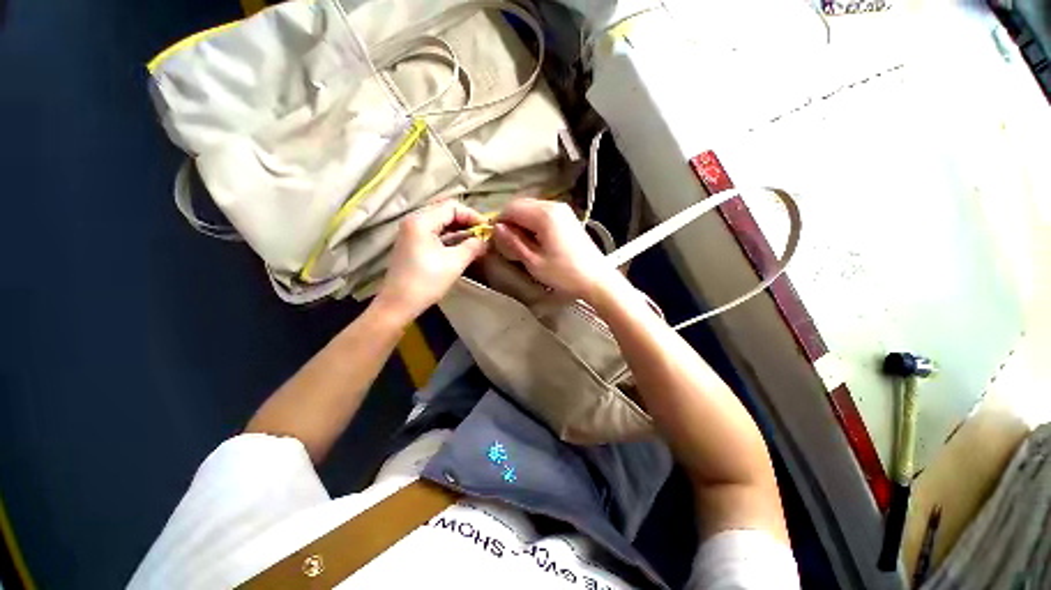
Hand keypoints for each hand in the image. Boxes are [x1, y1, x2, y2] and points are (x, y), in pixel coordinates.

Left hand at [375, 200, 488, 322]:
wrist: (399, 304)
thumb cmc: (426, 282)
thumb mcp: (454, 263)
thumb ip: (473, 247)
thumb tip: (487, 240)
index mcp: (421, 221)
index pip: (452, 207)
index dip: (472, 215)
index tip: (487, 229)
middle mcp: (414, 221)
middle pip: (445, 212)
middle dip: (467, 222)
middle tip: (483, 234)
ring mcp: (411, 233)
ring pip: (440, 223)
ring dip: (459, 230)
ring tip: (476, 241)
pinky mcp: (412, 244)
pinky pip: (435, 233)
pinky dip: (450, 237)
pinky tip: (462, 246)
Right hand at [493, 198, 620, 301]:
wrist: (596, 279)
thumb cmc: (565, 273)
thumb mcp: (534, 261)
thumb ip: (513, 242)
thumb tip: (497, 229)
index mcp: (545, 214)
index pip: (511, 208)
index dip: (499, 222)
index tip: (496, 239)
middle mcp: (554, 206)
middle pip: (522, 205)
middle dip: (511, 222)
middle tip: (508, 244)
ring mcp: (563, 211)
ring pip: (532, 209)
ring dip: (522, 224)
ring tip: (522, 245)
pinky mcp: (568, 218)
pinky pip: (543, 215)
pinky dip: (534, 224)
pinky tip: (536, 242)